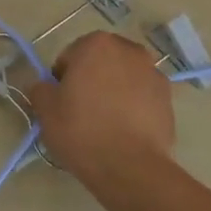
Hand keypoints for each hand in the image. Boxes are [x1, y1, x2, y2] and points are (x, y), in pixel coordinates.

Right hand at [27, 32, 180, 210]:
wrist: (130, 167)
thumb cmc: (82, 130)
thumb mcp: (45, 109)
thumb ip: (40, 88)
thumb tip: (46, 87)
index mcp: (96, 44)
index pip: (69, 57)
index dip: (62, 80)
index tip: (62, 103)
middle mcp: (129, 50)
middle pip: (100, 63)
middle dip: (91, 80)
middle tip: (81, 110)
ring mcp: (154, 73)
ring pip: (123, 79)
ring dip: (113, 91)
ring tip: (105, 123)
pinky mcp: (169, 99)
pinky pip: (142, 97)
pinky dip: (133, 107)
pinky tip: (124, 130)